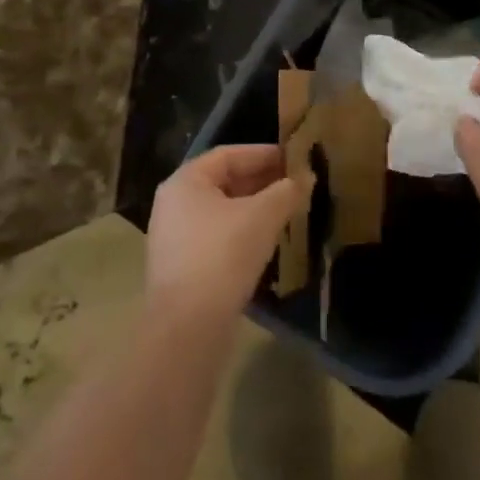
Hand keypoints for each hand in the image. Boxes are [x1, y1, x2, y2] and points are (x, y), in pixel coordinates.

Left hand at [147, 145, 308, 325]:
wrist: (188, 326)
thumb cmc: (223, 255)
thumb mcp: (262, 216)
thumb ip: (286, 192)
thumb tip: (305, 178)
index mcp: (185, 182)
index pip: (228, 154)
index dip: (264, 154)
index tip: (294, 159)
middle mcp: (173, 204)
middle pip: (223, 181)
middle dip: (261, 181)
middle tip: (295, 185)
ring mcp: (174, 237)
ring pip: (222, 211)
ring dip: (254, 208)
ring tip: (287, 211)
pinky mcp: (182, 266)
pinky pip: (217, 236)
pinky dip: (242, 232)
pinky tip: (267, 241)